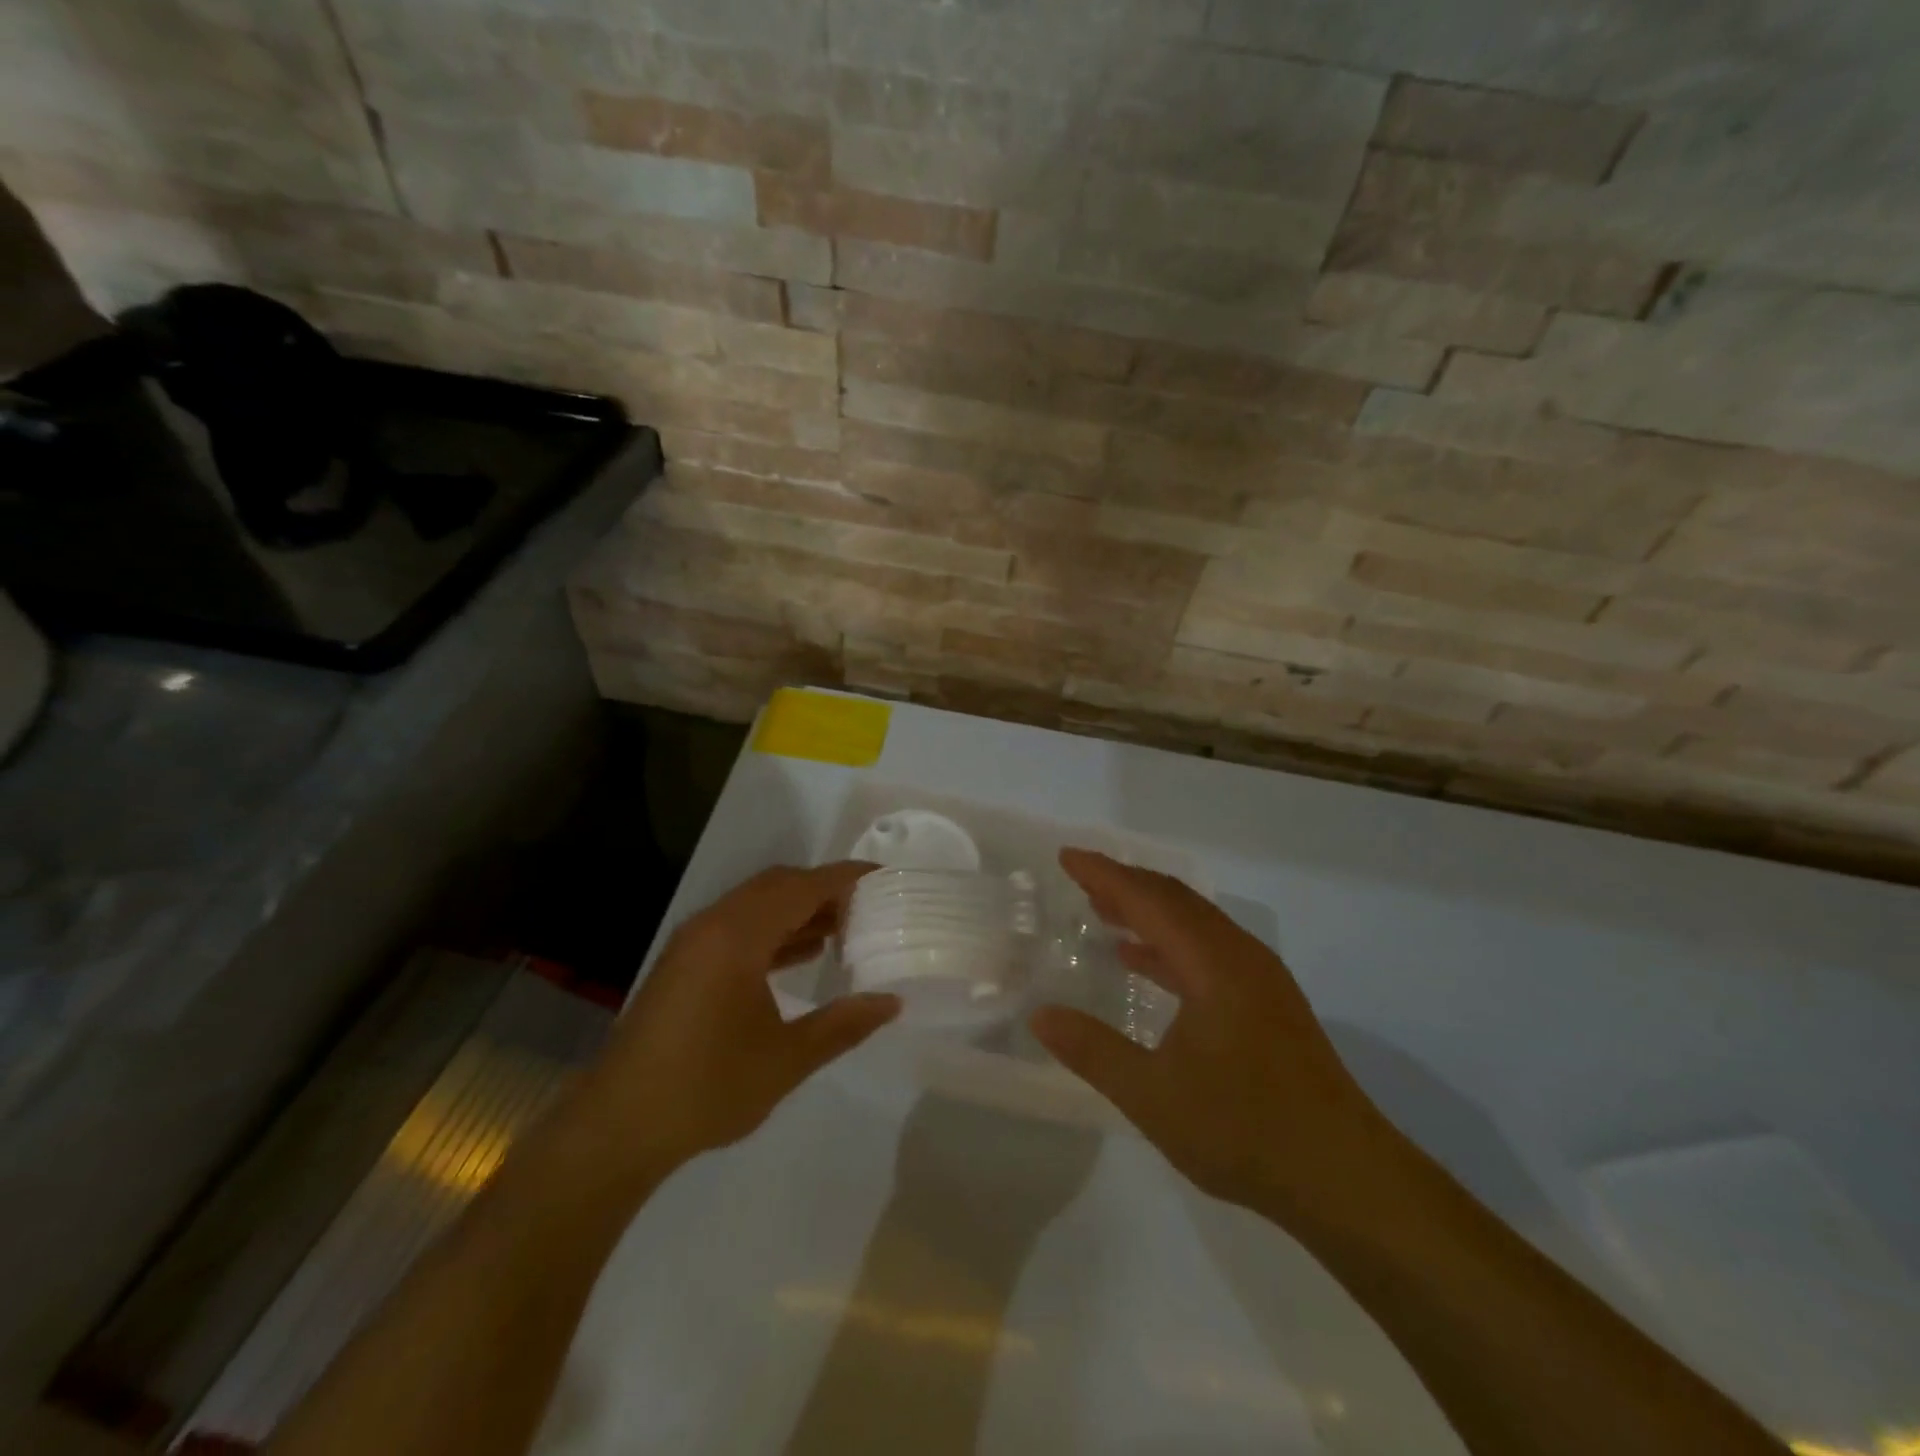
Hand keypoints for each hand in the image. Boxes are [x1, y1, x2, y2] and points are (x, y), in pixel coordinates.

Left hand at [573, 863, 899, 1177]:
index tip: (886, 879)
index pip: (804, 887)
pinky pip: (740, 927)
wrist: (618, 1125)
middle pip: (779, 885)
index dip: (847, 878)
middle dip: (825, 890)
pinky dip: (775, 930)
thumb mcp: (786, 1059)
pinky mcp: (685, 962)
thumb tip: (892, 1002)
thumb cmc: (707, 1088)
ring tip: (846, 928)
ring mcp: (694, 942)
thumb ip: (843, 1025)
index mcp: (738, 936)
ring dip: (799, 909)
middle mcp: (714, 924)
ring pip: (758, 905)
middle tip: (869, 906)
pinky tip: (804, 953)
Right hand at [1030, 850, 1395, 1224]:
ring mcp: (1260, 979)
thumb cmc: (1245, 1130)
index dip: (1105, 875)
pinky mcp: (1269, 1004)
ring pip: (1195, 923)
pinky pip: (1209, 950)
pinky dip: (1171, 945)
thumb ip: (1093, 1051)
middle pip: (1176, 900)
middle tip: (1081, 878)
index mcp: (1214, 964)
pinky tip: (1145, 964)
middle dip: (1126, 884)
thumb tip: (1040, 1015)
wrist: (1345, 1178)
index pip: (1149, 901)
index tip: (1067, 856)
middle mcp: (1240, 956)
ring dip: (1149, 912)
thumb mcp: (1153, 1097)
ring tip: (1105, 911)